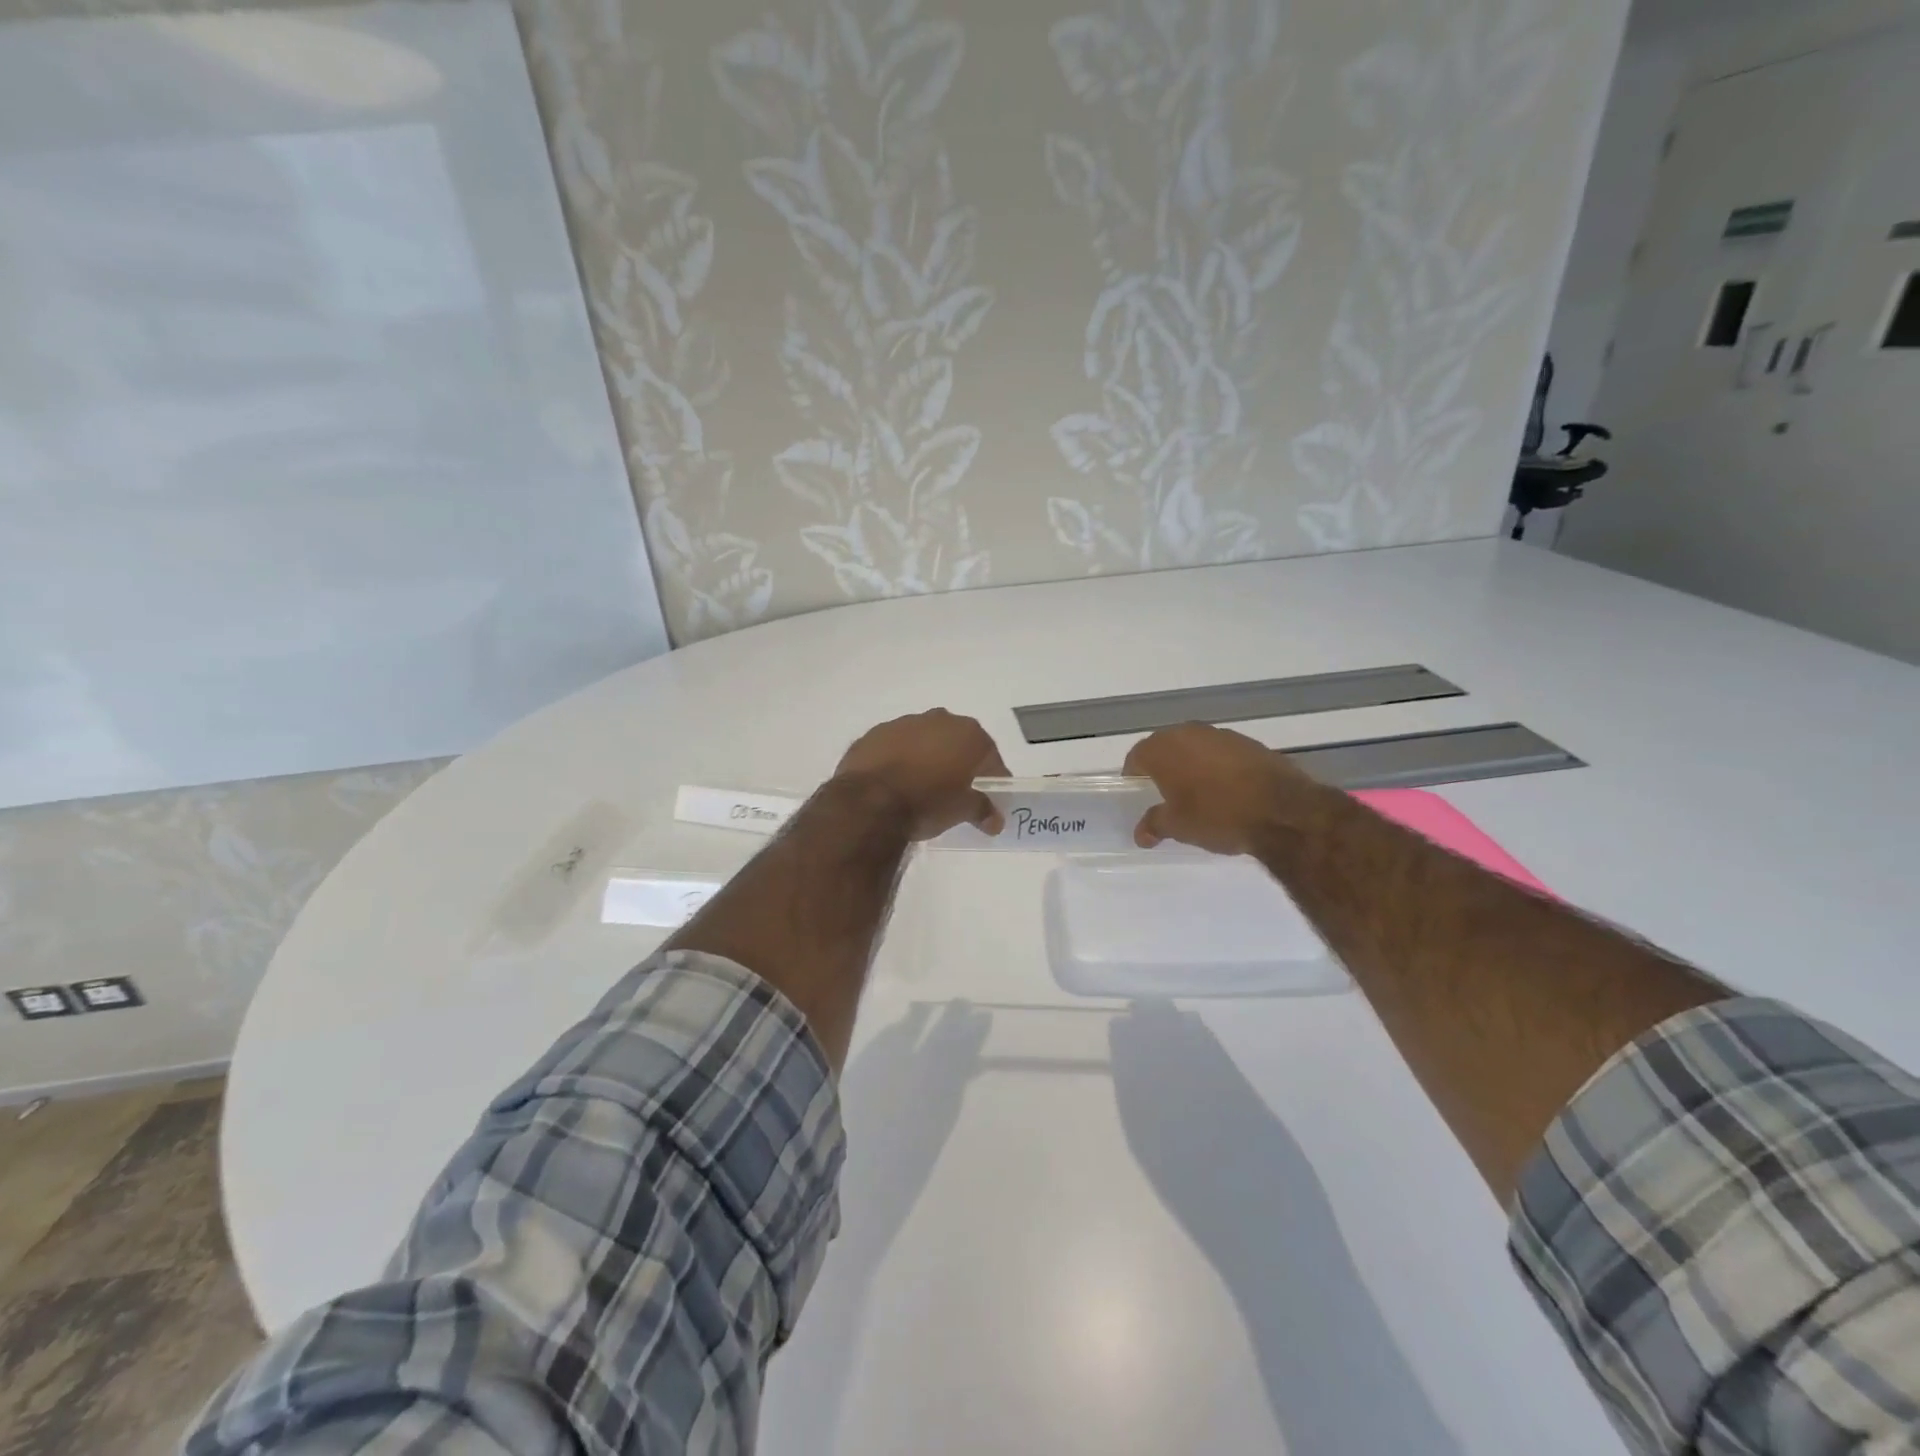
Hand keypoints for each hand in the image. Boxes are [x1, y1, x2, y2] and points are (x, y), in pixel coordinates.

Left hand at [833, 709, 1010, 840]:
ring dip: (927, 758)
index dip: (992, 780)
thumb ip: (982, 810)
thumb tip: (994, 821)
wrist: (870, 801)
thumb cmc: (927, 802)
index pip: (991, 759)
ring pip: (925, 740)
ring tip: (922, 787)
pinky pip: (896, 746)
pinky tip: (895, 782)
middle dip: (959, 764)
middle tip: (956, 791)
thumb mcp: (962, 810)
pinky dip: (900, 759)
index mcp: (969, 734)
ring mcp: (904, 723)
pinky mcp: (875, 733)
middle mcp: (940, 720)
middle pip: (957, 743)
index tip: (990, 801)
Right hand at [1123, 723, 1321, 855]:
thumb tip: (1141, 833)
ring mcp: (1222, 735)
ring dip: (1191, 764)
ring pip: (1195, 747)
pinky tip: (1227, 789)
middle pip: (1166, 746)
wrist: (1282, 811)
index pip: (1137, 756)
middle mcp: (1189, 733)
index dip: (1134, 775)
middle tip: (1165, 793)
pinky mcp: (1250, 743)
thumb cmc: (1217, 816)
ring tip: (1197, 792)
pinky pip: (1222, 752)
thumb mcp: (1179, 827)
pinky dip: (1217, 766)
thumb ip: (1155, 824)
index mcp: (1164, 749)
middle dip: (1163, 767)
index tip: (1137, 793)